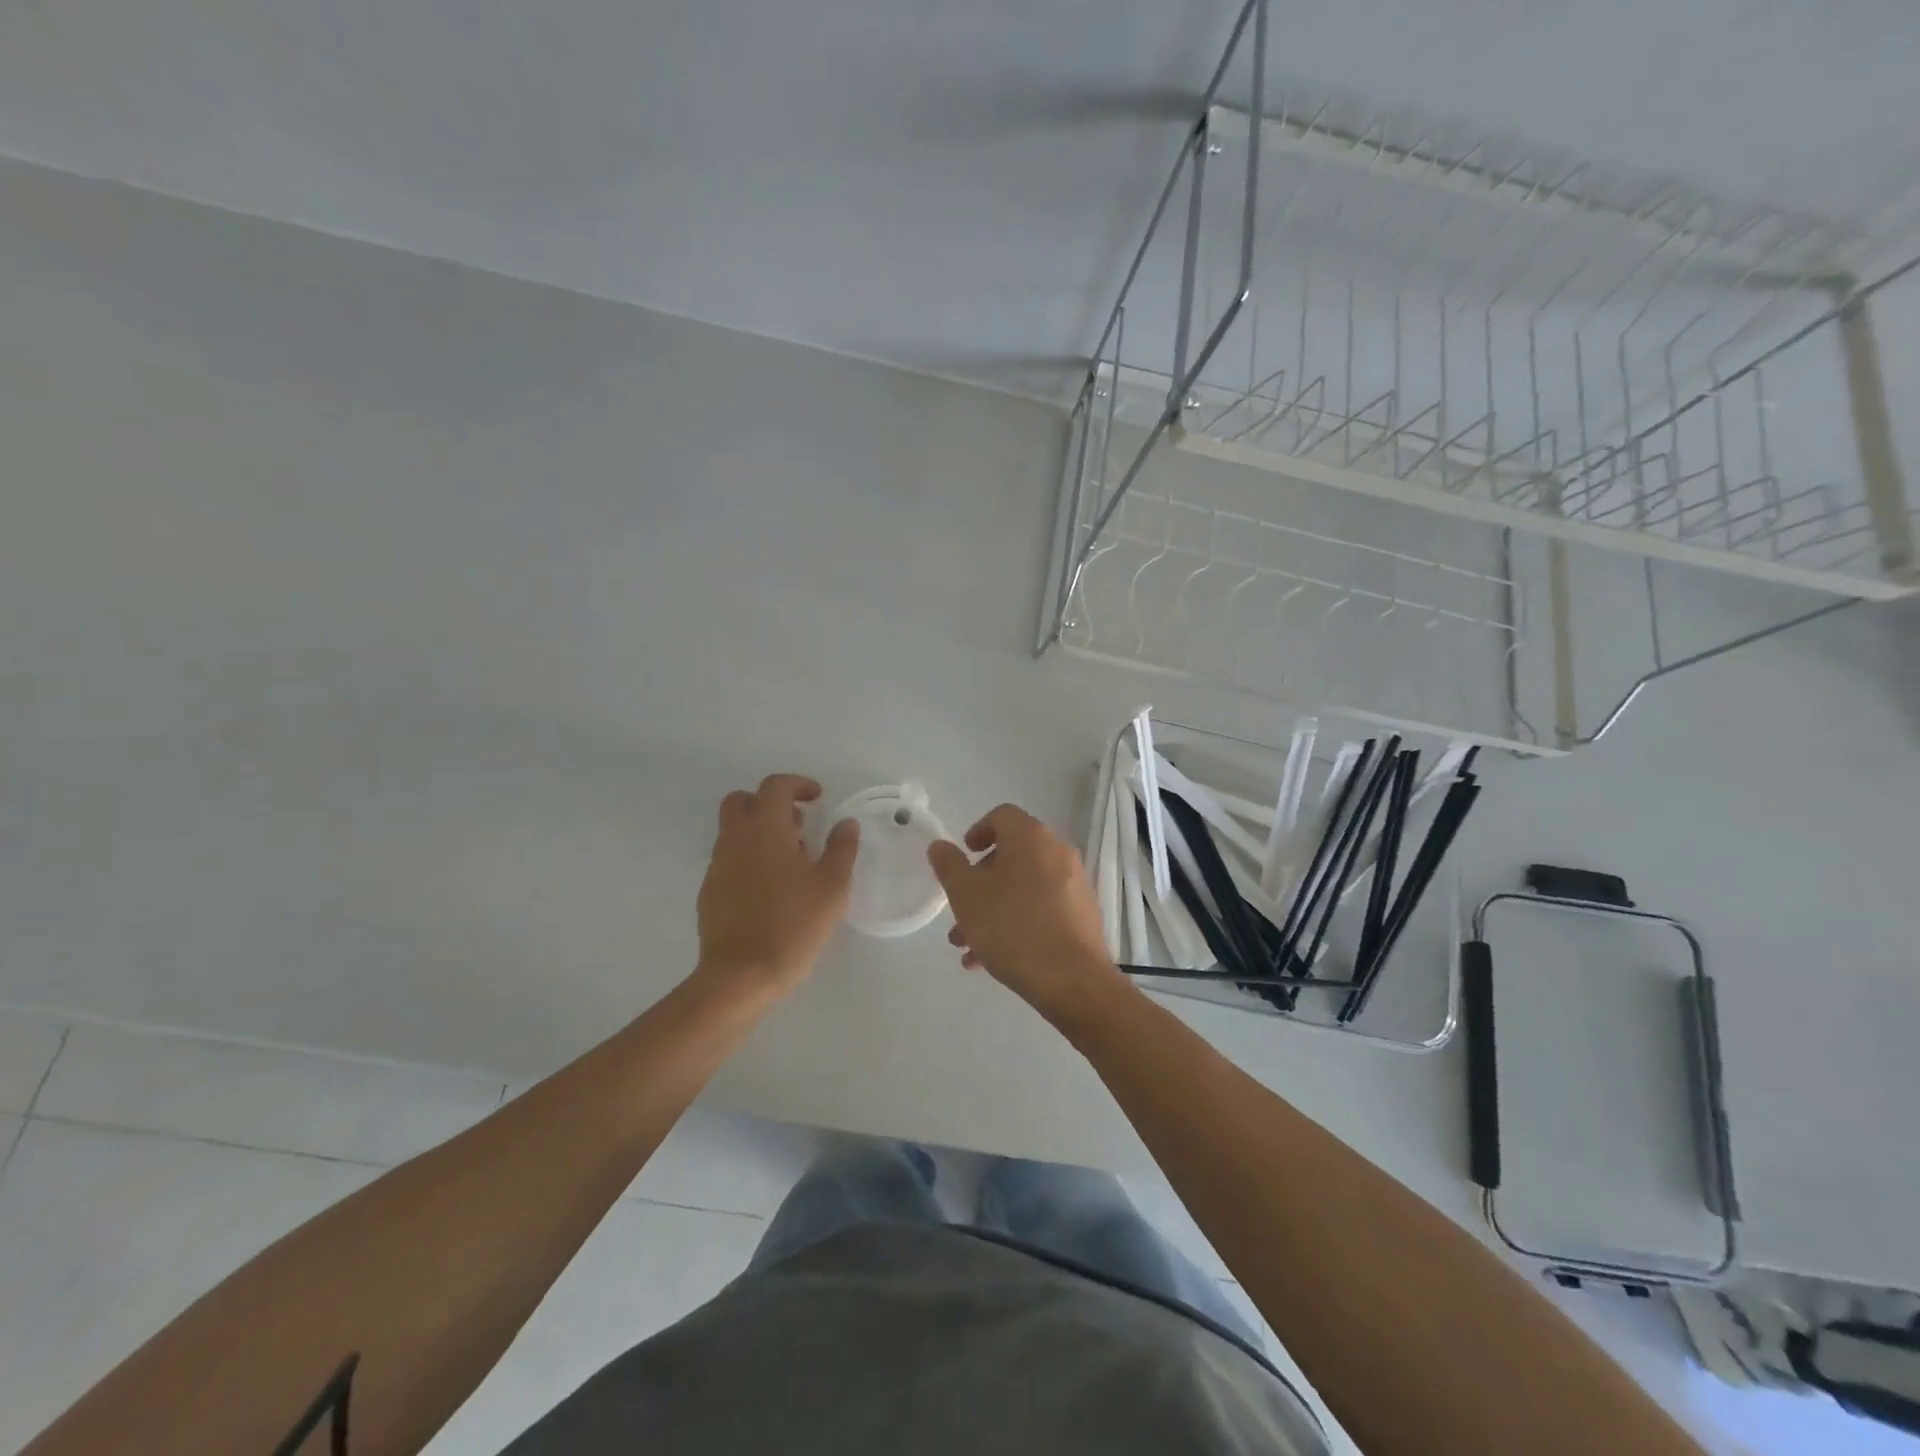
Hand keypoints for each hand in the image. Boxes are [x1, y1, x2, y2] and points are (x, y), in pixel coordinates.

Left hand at [694, 774, 858, 1001]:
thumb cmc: (793, 924)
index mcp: (765, 829)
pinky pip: (729, 859)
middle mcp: (735, 839)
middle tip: (798, 824)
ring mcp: (717, 866)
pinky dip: (749, 858)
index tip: (818, 798)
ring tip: (790, 860)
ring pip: (733, 831)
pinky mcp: (710, 892)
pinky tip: (771, 889)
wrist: (741, 975)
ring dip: (759, 831)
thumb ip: (841, 848)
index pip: (775, 787)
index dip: (798, 784)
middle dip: (769, 803)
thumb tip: (845, 824)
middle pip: (742, 800)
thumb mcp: (832, 886)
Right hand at [927, 804, 1129, 1026]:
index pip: (1002, 816)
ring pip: (1024, 887)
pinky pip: (1042, 908)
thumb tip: (941, 846)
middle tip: (960, 908)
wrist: (1072, 980)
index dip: (978, 831)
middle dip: (980, 881)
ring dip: (993, 908)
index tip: (963, 856)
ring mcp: (1074, 884)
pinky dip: (1017, 922)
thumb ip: (949, 865)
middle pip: (1012, 855)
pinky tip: (991, 959)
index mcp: (1031, 837)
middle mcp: (1057, 852)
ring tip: (966, 945)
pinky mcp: (1082, 915)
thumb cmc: (1012, 927)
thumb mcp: (966, 895)